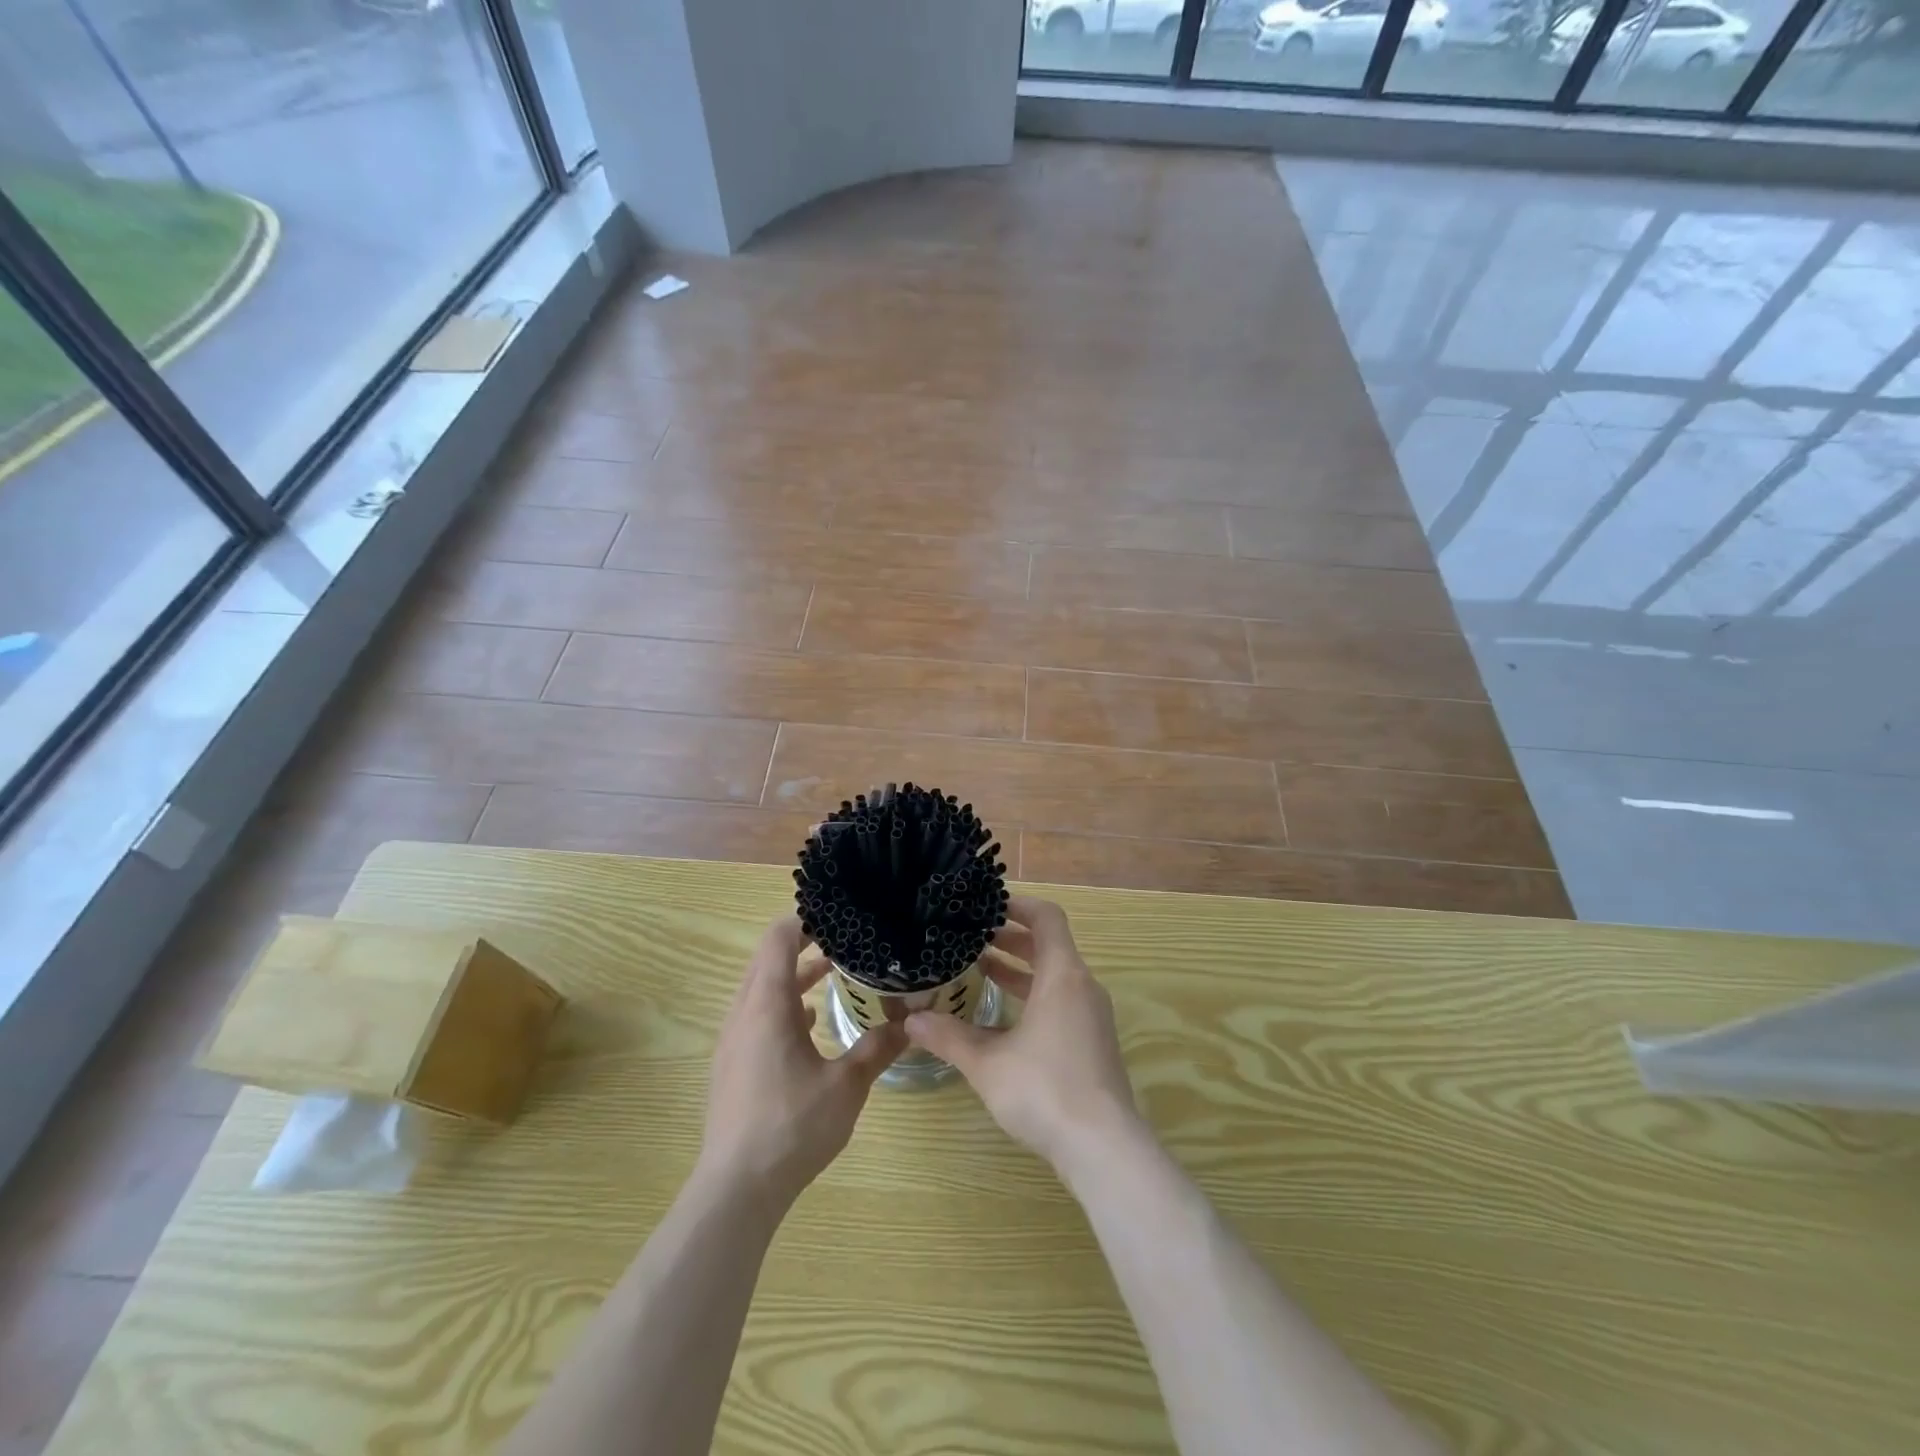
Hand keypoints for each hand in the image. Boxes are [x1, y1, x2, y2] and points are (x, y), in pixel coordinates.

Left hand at [700, 916, 905, 1203]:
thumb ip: (878, 1047)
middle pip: (768, 960)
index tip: (837, 918)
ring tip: (831, 975)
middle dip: (803, 945)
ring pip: (760, 989)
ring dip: (793, 977)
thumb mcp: (846, 1084)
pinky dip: (782, 1006)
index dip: (805, 921)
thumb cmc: (792, 1126)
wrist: (736, 1189)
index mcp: (767, 1005)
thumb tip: (911, 1021)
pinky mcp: (731, 1066)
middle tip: (842, 941)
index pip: (779, 939)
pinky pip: (756, 1016)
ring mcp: (733, 1041)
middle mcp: (744, 1014)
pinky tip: (809, 1024)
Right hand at [904, 895, 1145, 1179]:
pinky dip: (1034, 996)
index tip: (986, 907)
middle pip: (1049, 946)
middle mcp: (1082, 987)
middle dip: (1012, 939)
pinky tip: (1003, 1019)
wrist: (1103, 1148)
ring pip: (1055, 976)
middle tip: (973, 939)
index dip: (1018, 905)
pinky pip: (1062, 1001)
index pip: (1047, 918)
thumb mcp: (987, 1062)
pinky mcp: (1093, 1043)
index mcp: (1062, 976)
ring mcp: (1092, 1017)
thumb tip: (910, 1020)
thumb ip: (949, 1037)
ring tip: (982, 970)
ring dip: (1021, 970)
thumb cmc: (1044, 1090)